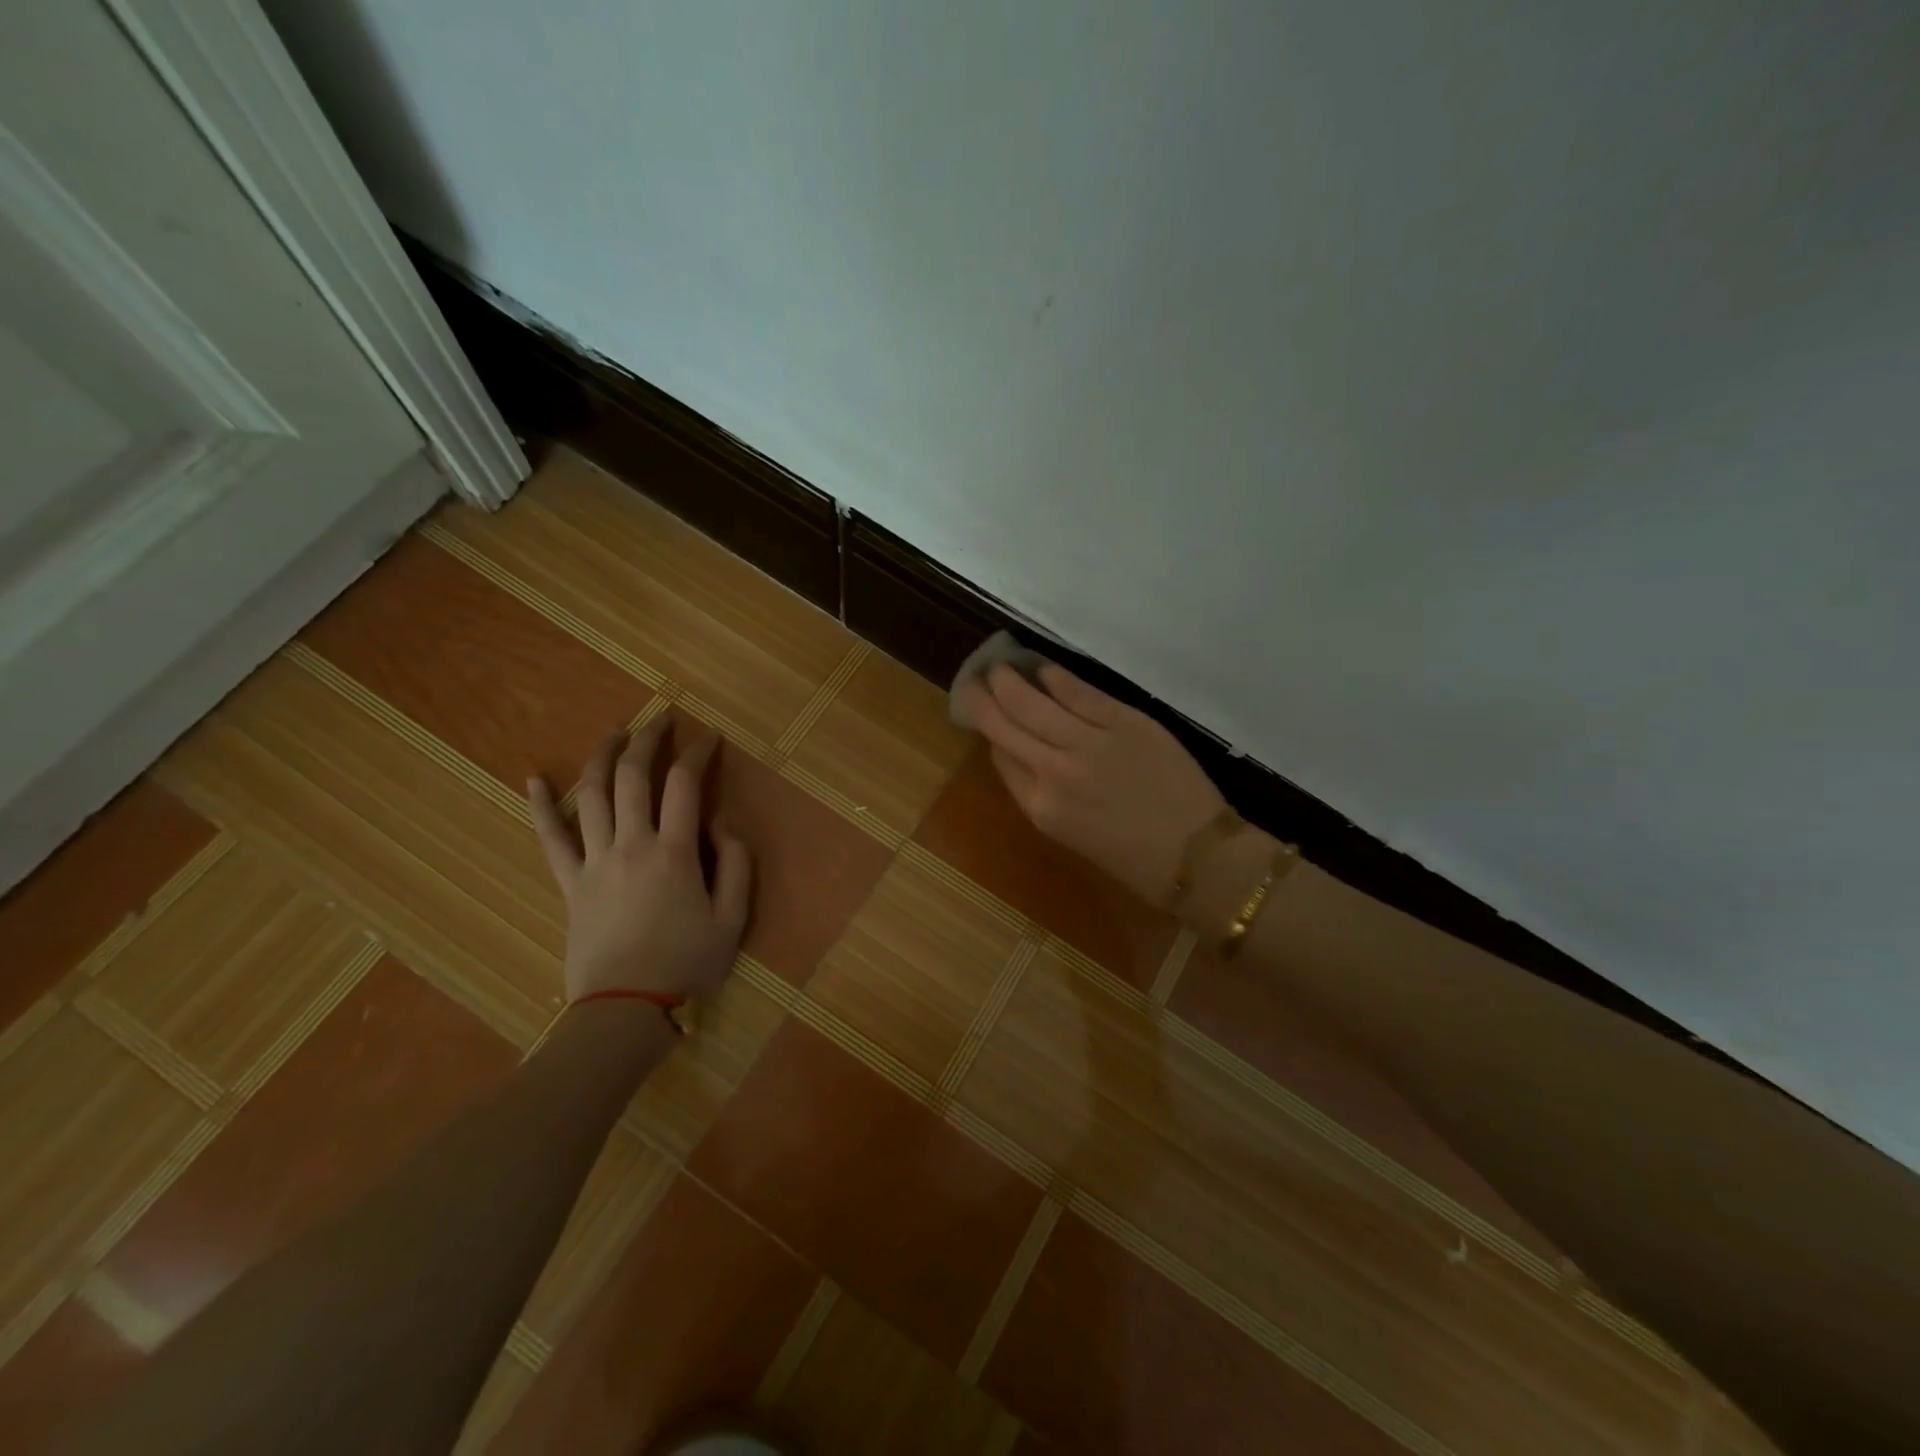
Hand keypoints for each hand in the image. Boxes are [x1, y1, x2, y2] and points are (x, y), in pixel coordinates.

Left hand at [528, 720, 751, 1002]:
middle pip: (633, 777)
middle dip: (649, 740)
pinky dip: (540, 806)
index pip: (685, 784)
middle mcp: (631, 845)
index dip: (699, 753)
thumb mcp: (733, 919)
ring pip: (591, 795)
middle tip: (661, 720)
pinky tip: (533, 778)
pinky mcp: (569, 882)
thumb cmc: (686, 964)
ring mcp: (594, 861)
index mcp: (674, 852)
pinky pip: (549, 838)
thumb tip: (722, 823)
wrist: (625, 1009)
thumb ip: (736, 864)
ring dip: (603, 756)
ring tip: (615, 732)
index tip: (710, 737)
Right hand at [960, 661, 1227, 905]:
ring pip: (1032, 703)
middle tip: (973, 679)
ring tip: (998, 665)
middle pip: (1005, 725)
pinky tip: (1042, 667)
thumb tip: (1022, 754)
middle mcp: (1054, 772)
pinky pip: (1077, 692)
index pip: (1001, 758)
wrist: (1197, 856)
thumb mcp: (1072, 836)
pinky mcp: (1122, 721)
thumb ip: (1043, 794)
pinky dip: (1054, 676)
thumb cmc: (1134, 859)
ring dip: (1009, 680)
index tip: (986, 715)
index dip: (990, 733)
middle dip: (983, 699)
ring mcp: (1087, 743)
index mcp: (1040, 808)